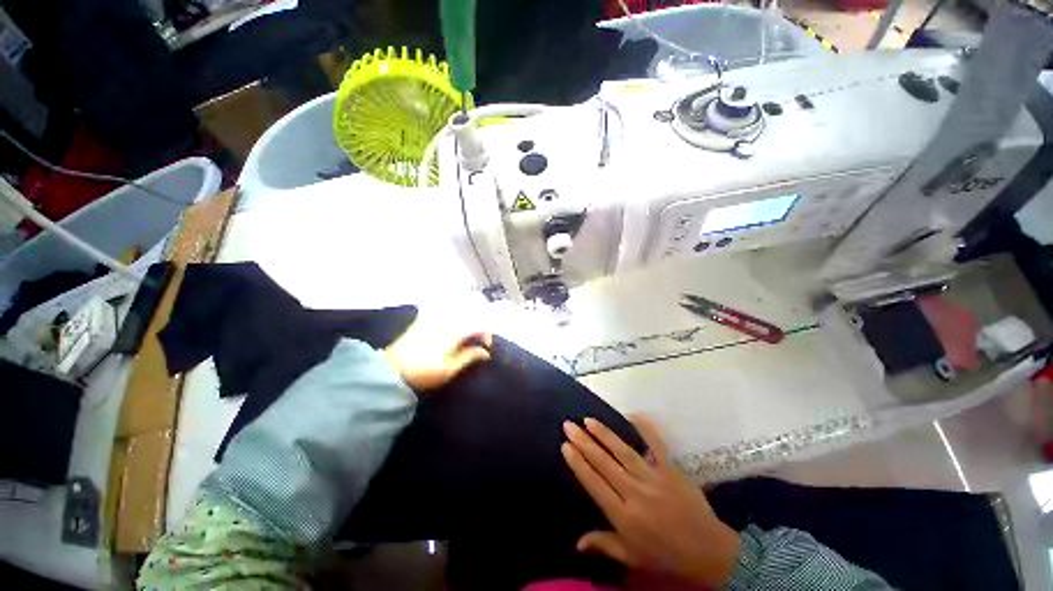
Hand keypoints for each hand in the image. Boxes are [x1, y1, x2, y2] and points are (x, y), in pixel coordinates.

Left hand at [384, 319, 492, 391]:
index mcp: (453, 332)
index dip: (486, 334)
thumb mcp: (449, 370)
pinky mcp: (422, 320)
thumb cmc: (423, 373)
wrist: (390, 371)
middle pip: (469, 313)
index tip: (486, 347)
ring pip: (457, 310)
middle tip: (478, 340)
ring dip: (466, 319)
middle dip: (478, 324)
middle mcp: (445, 320)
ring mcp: (432, 318)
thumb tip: (485, 352)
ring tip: (467, 334)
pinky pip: (442, 310)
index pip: (477, 325)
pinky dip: (452, 315)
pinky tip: (451, 329)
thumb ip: (469, 357)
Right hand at [561, 417, 740, 588]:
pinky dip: (644, 429)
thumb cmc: (665, 556)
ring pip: (623, 451)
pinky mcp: (670, 469)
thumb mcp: (632, 557)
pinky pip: (656, 445)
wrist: (709, 552)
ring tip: (588, 420)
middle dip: (584, 442)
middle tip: (569, 425)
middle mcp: (635, 493)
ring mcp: (654, 478)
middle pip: (604, 463)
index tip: (565, 446)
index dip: (578, 463)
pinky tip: (630, 416)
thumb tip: (576, 542)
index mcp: (624, 515)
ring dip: (604, 434)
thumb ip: (604, 544)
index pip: (594, 483)